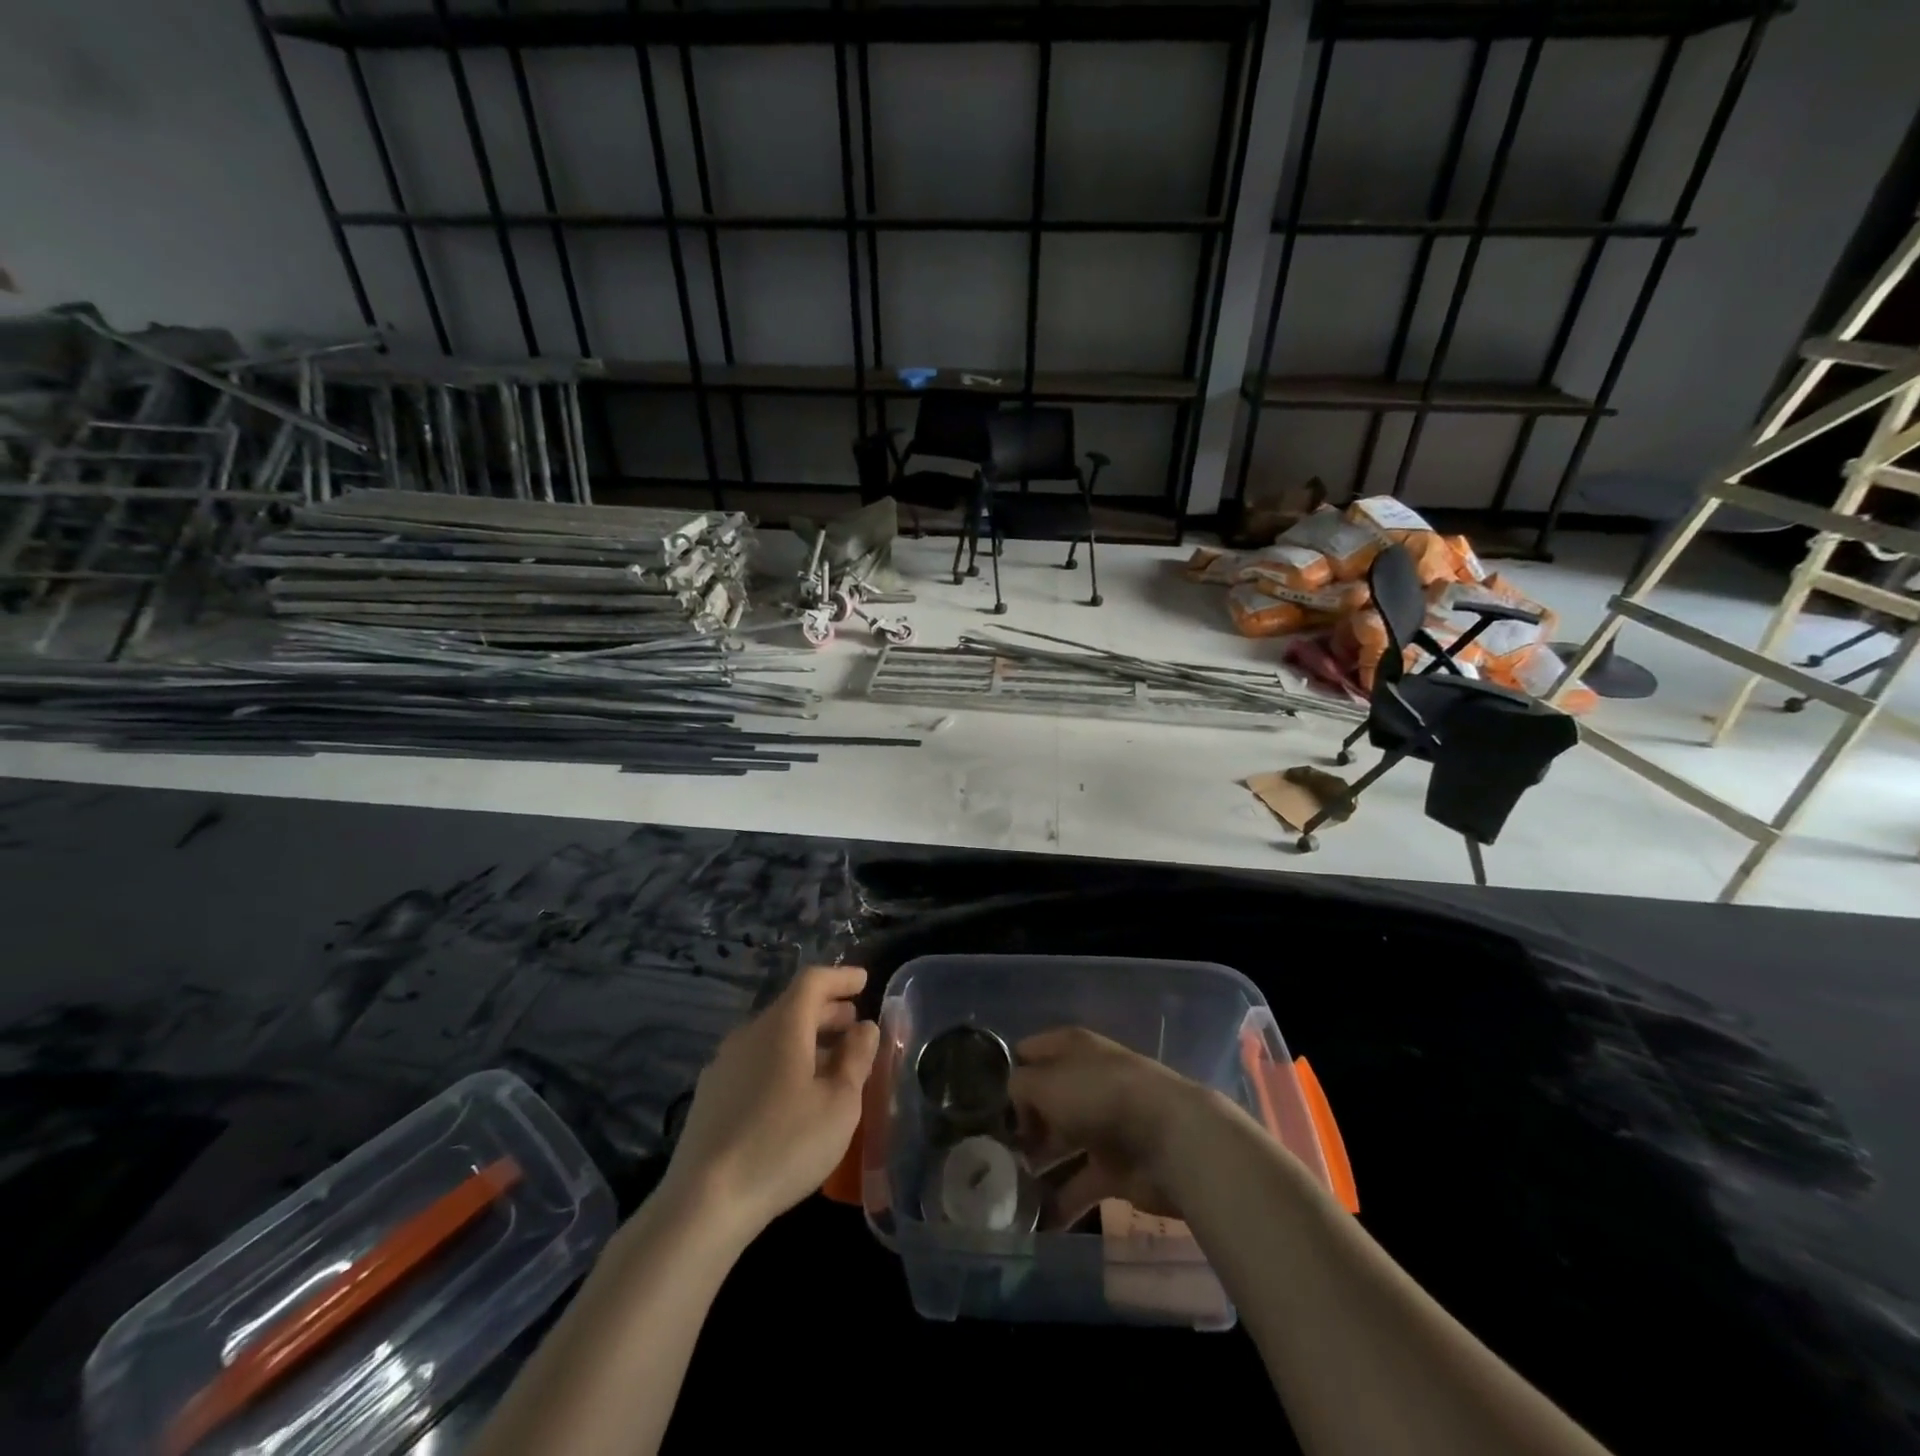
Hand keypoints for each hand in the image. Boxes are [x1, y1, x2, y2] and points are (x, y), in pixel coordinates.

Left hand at [663, 965, 879, 1241]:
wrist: (703, 1203)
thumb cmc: (784, 1144)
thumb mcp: (839, 1103)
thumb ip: (856, 1059)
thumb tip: (865, 1028)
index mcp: (782, 1025)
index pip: (813, 981)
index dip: (841, 977)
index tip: (864, 981)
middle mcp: (749, 1033)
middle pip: (792, 1007)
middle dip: (827, 1011)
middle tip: (854, 1022)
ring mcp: (724, 1064)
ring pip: (773, 1036)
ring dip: (806, 1039)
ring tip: (832, 1059)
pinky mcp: (710, 1095)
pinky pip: (756, 1061)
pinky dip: (783, 1061)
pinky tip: (794, 1093)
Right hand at [1008, 1027, 1215, 1224]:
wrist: (1170, 1139)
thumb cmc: (1100, 1096)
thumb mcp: (1046, 1082)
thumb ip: (1019, 1087)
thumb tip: (1013, 1103)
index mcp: (1072, 1049)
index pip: (1030, 1052)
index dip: (1007, 1074)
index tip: (981, 1104)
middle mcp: (1086, 1082)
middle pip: (1044, 1102)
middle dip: (1019, 1127)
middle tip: (988, 1155)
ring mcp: (1103, 1125)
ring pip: (1060, 1145)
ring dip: (1036, 1168)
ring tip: (1003, 1192)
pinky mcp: (1116, 1168)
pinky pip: (1079, 1185)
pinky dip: (1060, 1204)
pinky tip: (1033, 1222)